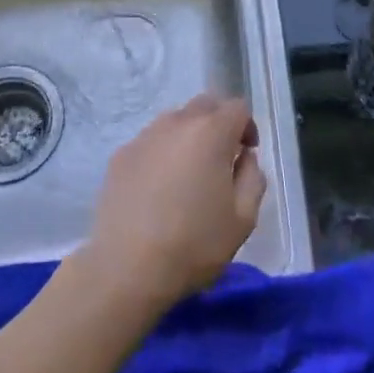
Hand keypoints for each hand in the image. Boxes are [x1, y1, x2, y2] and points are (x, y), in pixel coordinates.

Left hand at [77, 94, 266, 316]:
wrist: (126, 267)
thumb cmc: (193, 244)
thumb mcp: (243, 219)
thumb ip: (253, 178)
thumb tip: (244, 158)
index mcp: (210, 132)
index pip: (237, 107)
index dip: (248, 126)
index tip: (246, 154)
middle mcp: (176, 123)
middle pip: (205, 105)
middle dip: (219, 124)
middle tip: (221, 160)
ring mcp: (144, 136)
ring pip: (175, 121)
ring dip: (189, 137)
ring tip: (188, 175)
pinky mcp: (120, 154)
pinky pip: (151, 142)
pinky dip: (162, 153)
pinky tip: (158, 189)